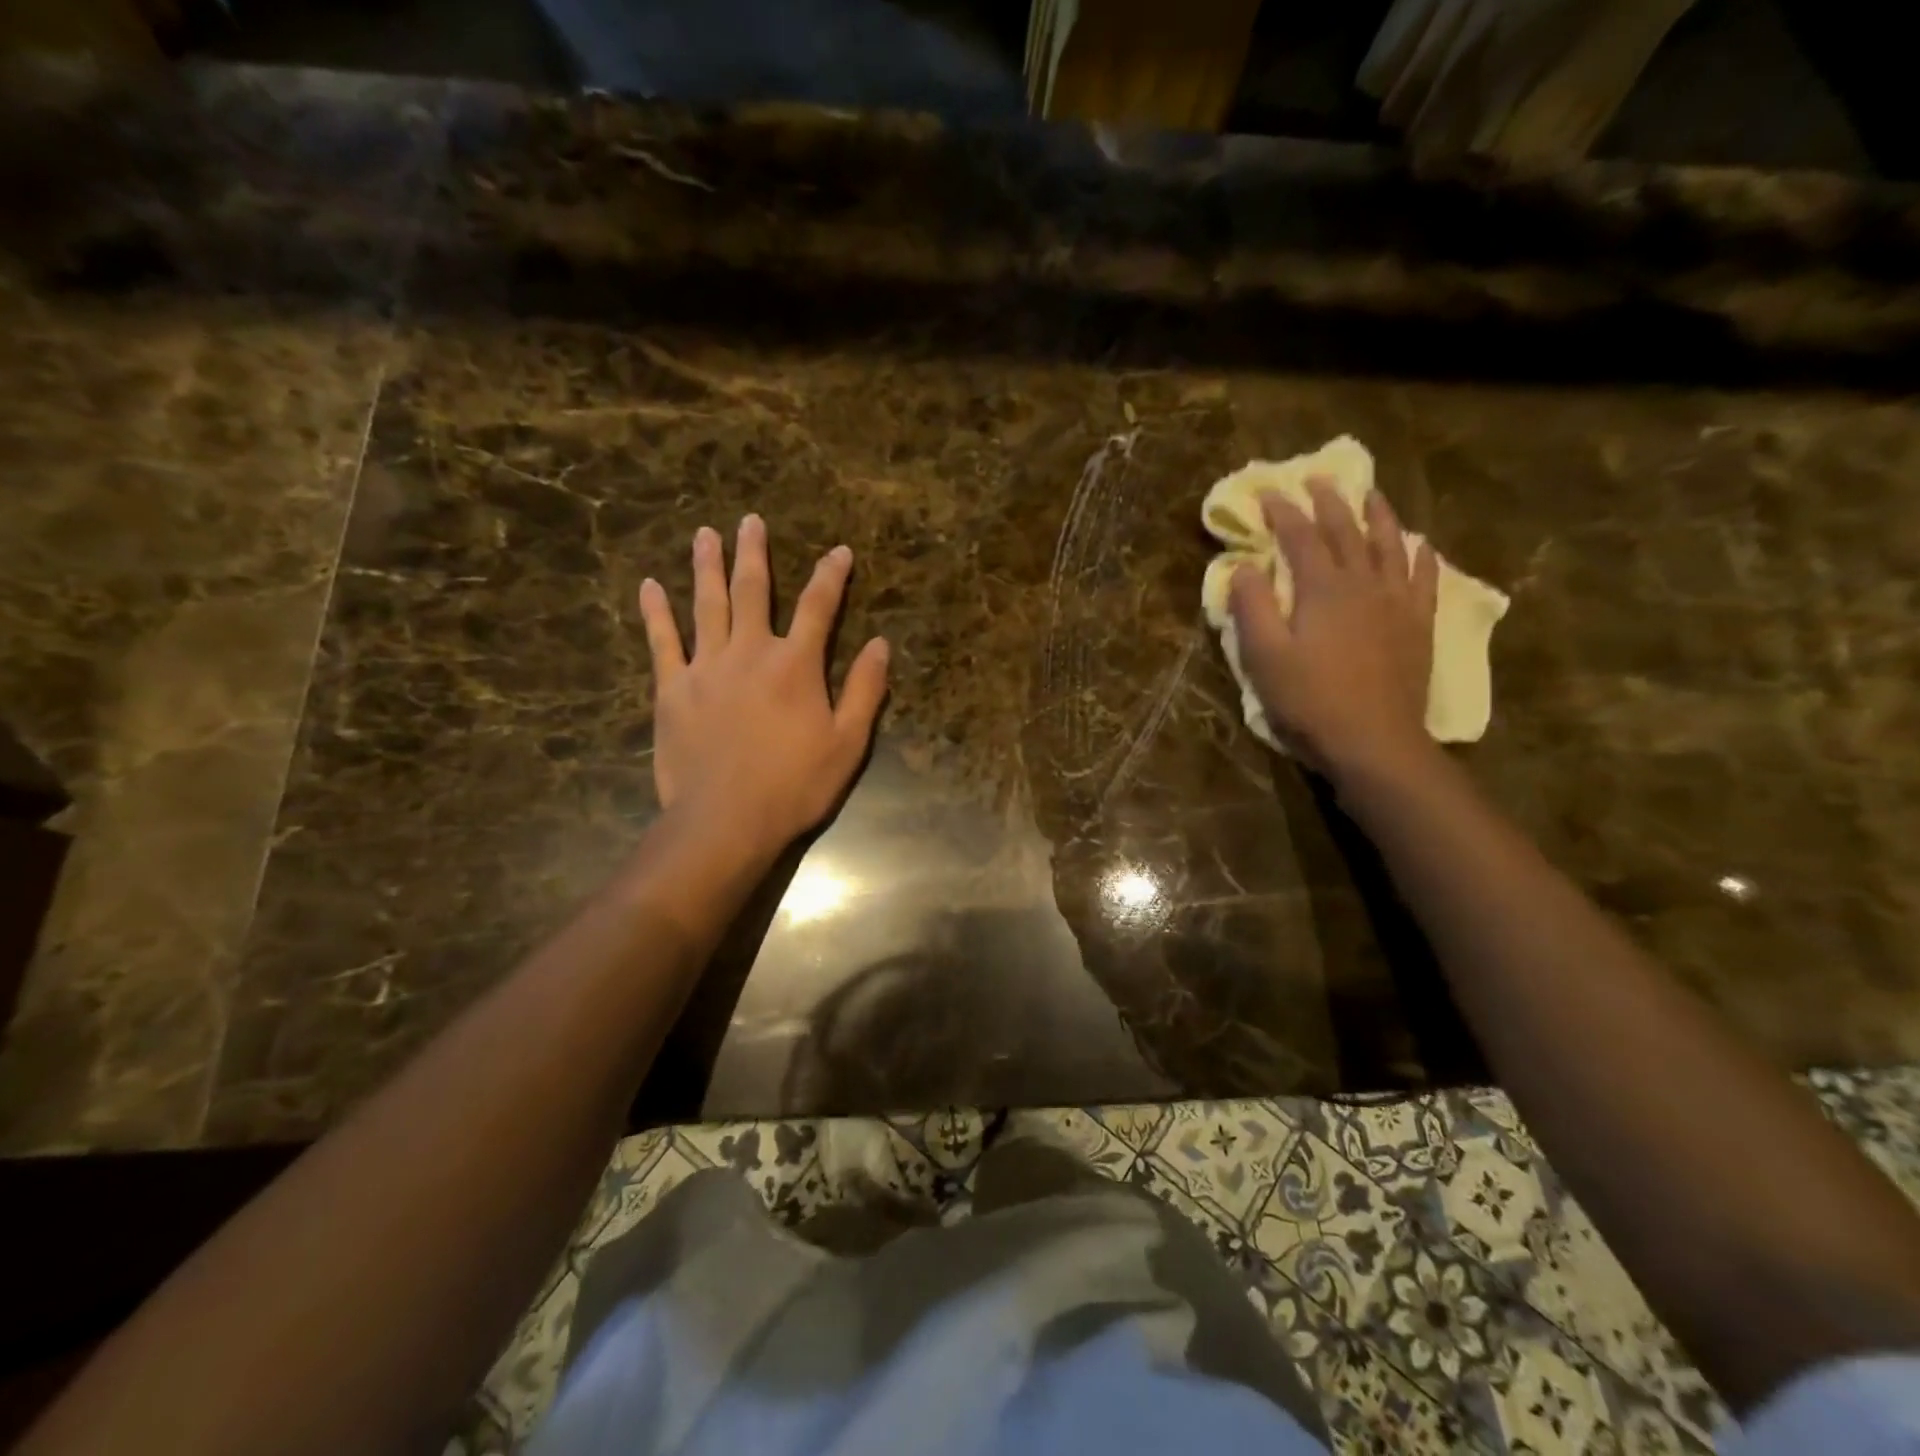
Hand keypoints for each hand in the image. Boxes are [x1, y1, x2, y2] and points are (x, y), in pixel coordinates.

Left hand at [638, 515, 888, 863]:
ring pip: (707, 605)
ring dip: (707, 567)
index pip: (819, 607)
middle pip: (754, 591)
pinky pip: (662, 642)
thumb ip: (865, 690)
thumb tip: (879, 644)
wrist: (725, 821)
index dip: (831, 576)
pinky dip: (656, 613)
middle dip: (754, 554)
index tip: (839, 551)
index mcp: (796, 665)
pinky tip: (649, 586)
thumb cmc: (795, 785)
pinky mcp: (672, 690)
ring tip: (705, 534)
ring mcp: (706, 668)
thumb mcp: (848, 743)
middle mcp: (750, 652)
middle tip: (750, 521)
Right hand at [1228, 478, 1438, 784]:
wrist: (1374, 740)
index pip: (1300, 537)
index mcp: (1322, 589)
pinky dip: (1419, 556)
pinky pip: (1423, 578)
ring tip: (1370, 494)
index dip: (1283, 512)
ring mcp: (1397, 602)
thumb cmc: (1309, 700)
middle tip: (1318, 479)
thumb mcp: (1264, 656)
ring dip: (1378, 515)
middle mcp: (1364, 583)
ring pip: (1390, 545)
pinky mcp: (1418, 624)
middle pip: (1347, 531)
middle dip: (1329, 502)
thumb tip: (1243, 566)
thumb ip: (1251, 607)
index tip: (1268, 492)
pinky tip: (1418, 545)